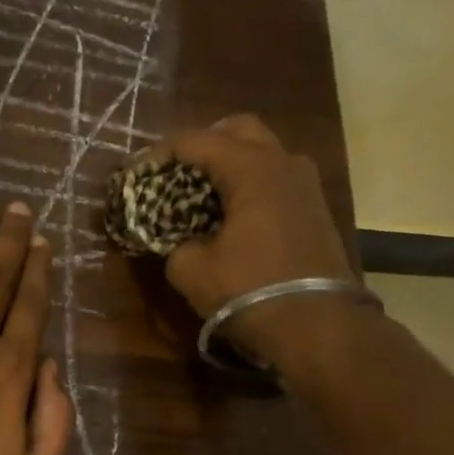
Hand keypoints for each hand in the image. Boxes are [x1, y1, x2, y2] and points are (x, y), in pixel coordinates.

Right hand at [163, 115, 361, 365]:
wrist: (316, 324)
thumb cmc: (248, 289)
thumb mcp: (190, 270)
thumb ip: (174, 243)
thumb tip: (177, 239)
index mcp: (251, 168)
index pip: (196, 141)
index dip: (160, 154)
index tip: (136, 174)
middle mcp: (283, 162)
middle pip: (238, 130)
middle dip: (203, 144)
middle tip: (175, 171)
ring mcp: (306, 184)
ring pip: (262, 152)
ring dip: (231, 164)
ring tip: (201, 194)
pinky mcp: (315, 209)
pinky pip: (275, 179)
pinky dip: (249, 185)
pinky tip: (230, 214)